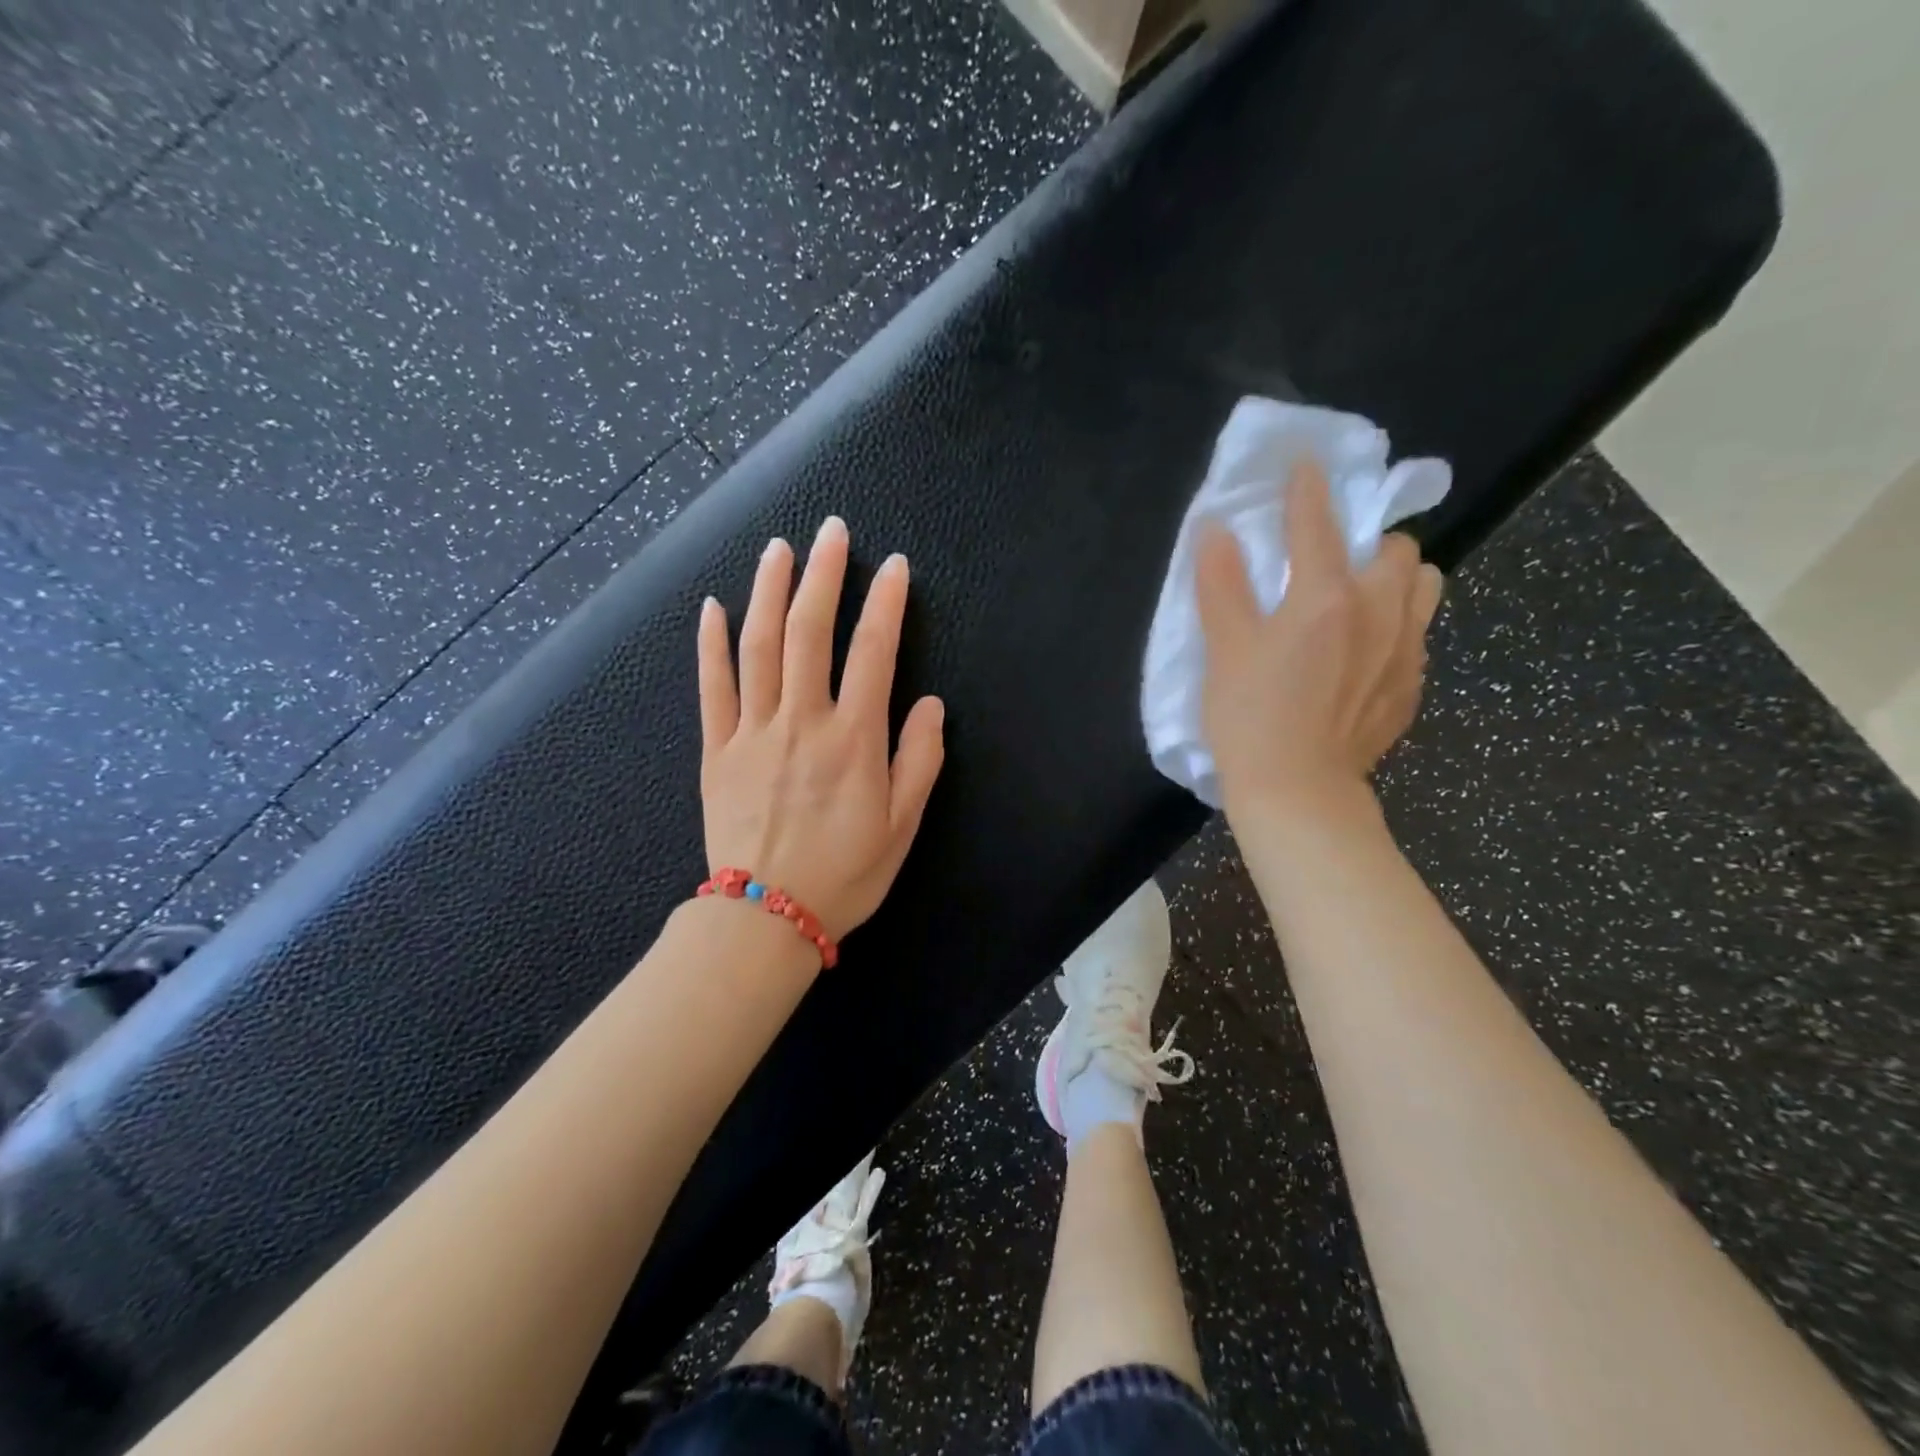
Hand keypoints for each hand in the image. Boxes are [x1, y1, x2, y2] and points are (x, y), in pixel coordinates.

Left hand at [698, 516, 945, 940]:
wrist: (765, 918)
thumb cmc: (844, 875)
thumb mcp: (901, 826)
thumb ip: (919, 760)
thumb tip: (929, 705)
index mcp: (853, 740)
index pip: (874, 652)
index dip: (886, 603)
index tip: (893, 566)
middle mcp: (802, 721)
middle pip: (810, 631)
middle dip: (823, 574)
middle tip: (830, 530)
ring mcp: (752, 732)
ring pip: (759, 646)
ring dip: (769, 591)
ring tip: (778, 548)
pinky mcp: (716, 750)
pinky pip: (712, 687)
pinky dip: (711, 644)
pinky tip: (714, 607)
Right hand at [1195, 459, 1442, 822]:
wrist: (1298, 792)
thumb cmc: (1250, 718)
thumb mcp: (1224, 649)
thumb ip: (1221, 583)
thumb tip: (1215, 528)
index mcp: (1326, 597)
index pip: (1319, 523)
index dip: (1308, 489)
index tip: (1306, 466)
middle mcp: (1379, 611)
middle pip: (1397, 548)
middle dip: (1369, 541)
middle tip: (1333, 560)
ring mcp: (1405, 650)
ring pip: (1424, 586)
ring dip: (1397, 578)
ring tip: (1361, 600)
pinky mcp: (1412, 686)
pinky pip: (1419, 633)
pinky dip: (1397, 624)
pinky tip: (1365, 652)